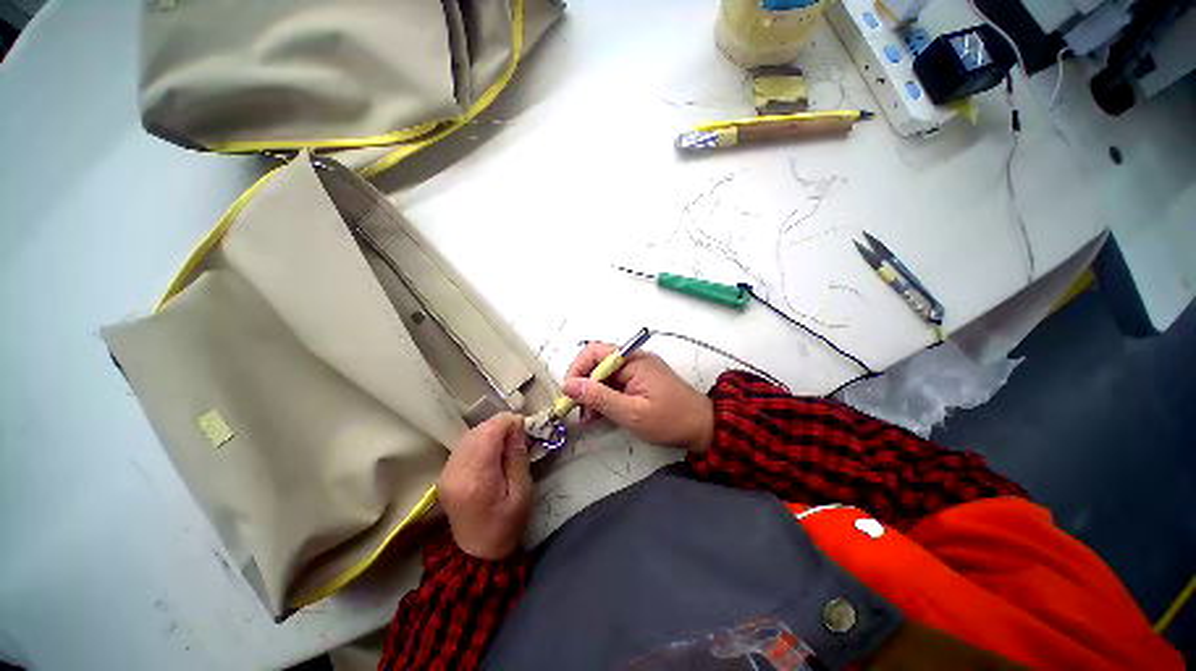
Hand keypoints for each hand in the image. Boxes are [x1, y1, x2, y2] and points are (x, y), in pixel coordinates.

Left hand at [439, 413, 531, 559]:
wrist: (479, 553)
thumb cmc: (507, 525)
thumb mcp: (522, 491)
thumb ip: (517, 455)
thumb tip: (517, 424)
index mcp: (476, 478)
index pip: (489, 432)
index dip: (508, 422)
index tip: (524, 425)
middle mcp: (455, 471)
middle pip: (477, 431)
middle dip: (500, 426)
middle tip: (518, 434)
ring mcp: (446, 473)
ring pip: (469, 435)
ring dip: (490, 432)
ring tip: (507, 441)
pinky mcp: (445, 474)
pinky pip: (463, 445)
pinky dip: (480, 441)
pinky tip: (492, 450)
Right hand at [562, 343, 714, 452]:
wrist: (703, 428)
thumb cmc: (670, 420)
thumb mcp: (632, 413)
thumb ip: (600, 398)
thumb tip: (568, 385)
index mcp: (633, 360)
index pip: (594, 353)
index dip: (576, 371)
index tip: (568, 395)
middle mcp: (633, 359)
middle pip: (597, 363)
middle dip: (583, 385)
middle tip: (577, 411)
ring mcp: (637, 369)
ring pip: (604, 375)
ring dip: (592, 394)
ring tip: (588, 418)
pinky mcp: (639, 381)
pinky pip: (614, 383)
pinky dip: (604, 397)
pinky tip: (599, 415)